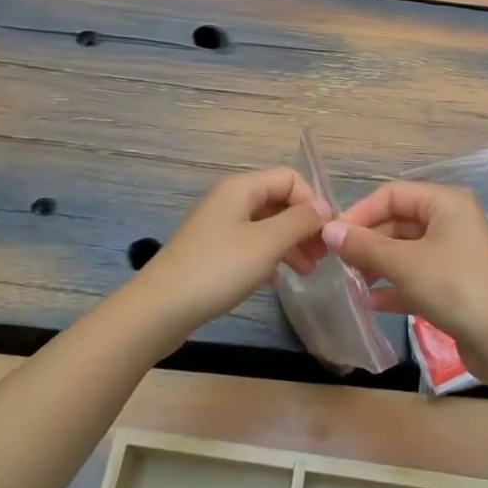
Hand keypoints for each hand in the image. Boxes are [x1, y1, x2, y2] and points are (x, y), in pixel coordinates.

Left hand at [121, 168, 328, 341]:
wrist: (160, 309)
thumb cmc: (217, 270)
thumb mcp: (266, 243)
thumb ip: (300, 221)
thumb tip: (325, 208)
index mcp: (242, 189)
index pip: (290, 178)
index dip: (312, 202)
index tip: (326, 235)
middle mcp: (231, 201)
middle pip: (279, 201)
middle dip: (304, 225)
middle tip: (323, 257)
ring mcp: (220, 227)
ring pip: (267, 225)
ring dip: (292, 243)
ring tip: (310, 272)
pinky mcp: (214, 253)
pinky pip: (252, 245)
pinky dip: (272, 257)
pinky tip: (281, 279)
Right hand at [324, 182, 487, 350]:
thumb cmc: (454, 287)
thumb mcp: (404, 264)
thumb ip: (364, 246)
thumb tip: (328, 231)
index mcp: (445, 203)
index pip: (392, 194)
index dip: (360, 212)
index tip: (332, 236)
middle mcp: (451, 221)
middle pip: (399, 221)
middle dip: (368, 241)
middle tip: (338, 263)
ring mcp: (454, 253)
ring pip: (406, 250)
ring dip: (378, 264)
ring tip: (352, 283)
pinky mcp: (455, 283)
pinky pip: (417, 275)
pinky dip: (395, 285)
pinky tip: (373, 302)